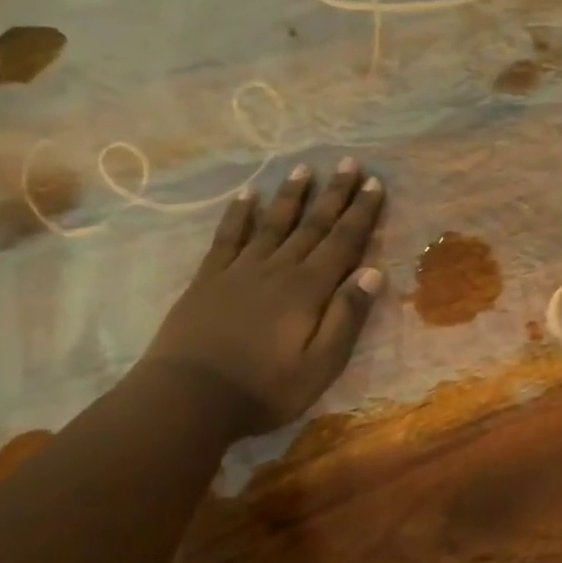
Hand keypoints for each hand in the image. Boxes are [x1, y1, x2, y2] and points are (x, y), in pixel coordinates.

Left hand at [140, 159, 385, 435]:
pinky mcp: (209, 279)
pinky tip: (246, 195)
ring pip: (272, 224)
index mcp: (308, 289)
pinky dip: (238, 214)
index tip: (375, 183)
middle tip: (347, 163)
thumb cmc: (264, 388)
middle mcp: (278, 269)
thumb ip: (346, 316)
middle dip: (334, 194)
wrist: (186, 399)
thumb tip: (373, 272)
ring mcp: (240, 271)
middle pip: (312, 225)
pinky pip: (228, 237)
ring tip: (303, 169)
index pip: (343, 241)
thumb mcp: (321, 365)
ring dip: (291, 196)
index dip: (361, 212)